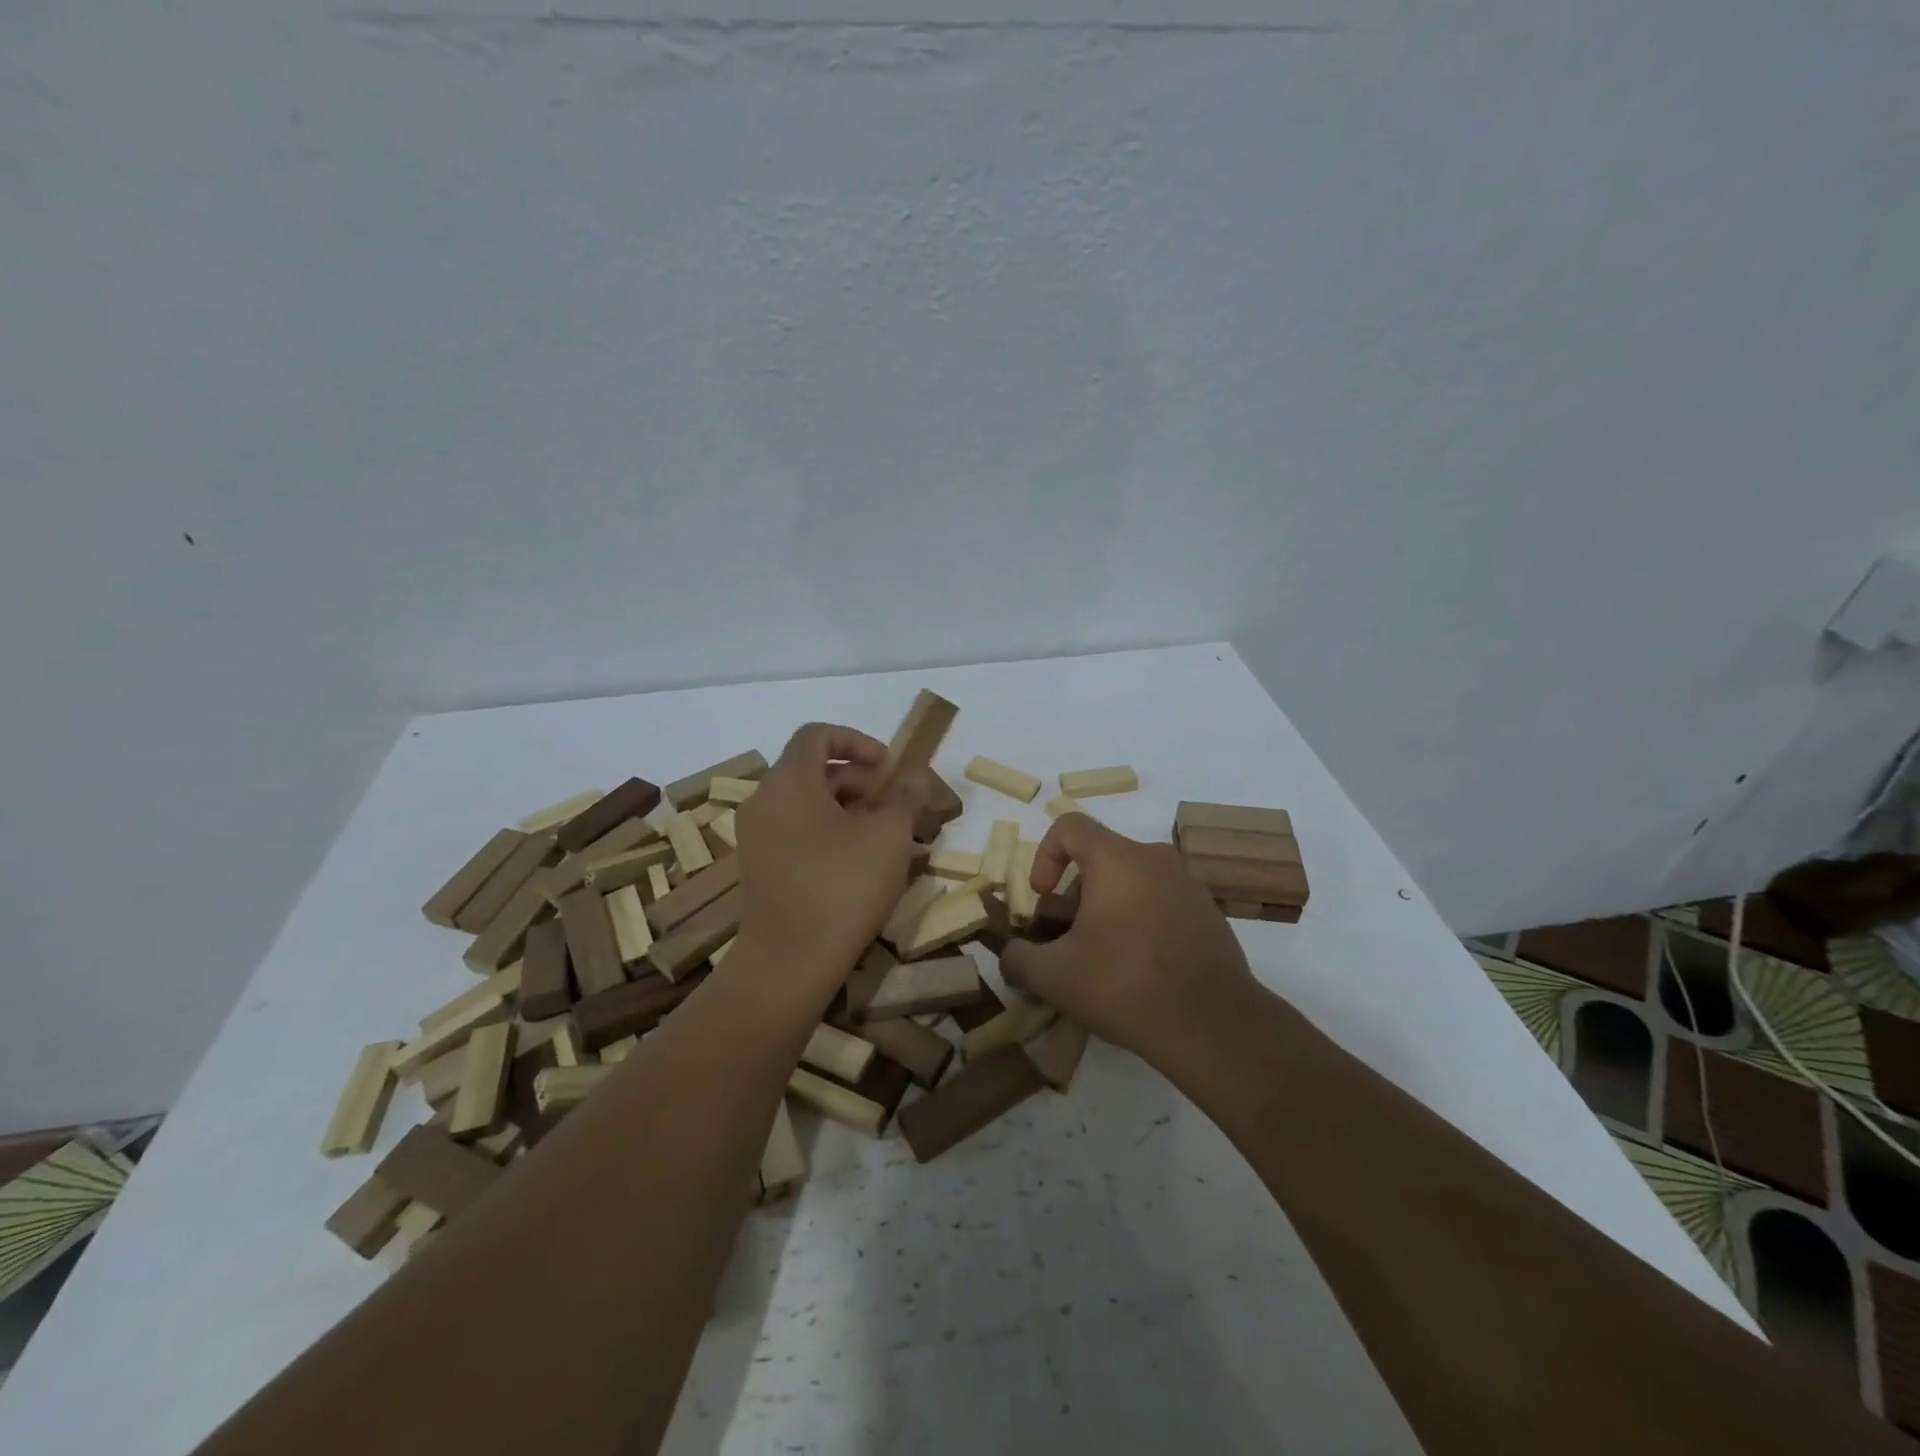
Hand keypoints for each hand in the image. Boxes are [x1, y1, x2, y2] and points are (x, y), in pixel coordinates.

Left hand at [733, 723, 928, 987]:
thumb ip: (904, 796)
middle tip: (899, 808)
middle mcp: (764, 802)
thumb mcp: (888, 835)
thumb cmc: (842, 886)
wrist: (789, 963)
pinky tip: (865, 865)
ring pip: (810, 807)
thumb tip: (913, 776)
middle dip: (862, 783)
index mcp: (789, 781)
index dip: (857, 740)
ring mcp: (758, 838)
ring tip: (891, 840)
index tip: (888, 766)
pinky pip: (799, 835)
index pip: (817, 735)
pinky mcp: (761, 870)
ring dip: (852, 812)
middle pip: (815, 772)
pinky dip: (832, 836)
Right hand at [1000, 814, 1260, 1064]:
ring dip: (1110, 907)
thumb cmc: (1125, 985)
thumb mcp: (1054, 977)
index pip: (1070, 826)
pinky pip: (1162, 900)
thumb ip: (1019, 958)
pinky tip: (1142, 967)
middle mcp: (1155, 858)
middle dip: (1076, 891)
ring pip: (1134, 879)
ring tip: (1105, 955)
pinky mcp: (1209, 912)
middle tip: (1070, 935)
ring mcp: (1188, 884)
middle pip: (1102, 856)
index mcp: (1117, 859)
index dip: (1044, 854)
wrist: (1214, 1025)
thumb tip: (1010, 954)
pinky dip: (1142, 920)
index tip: (1043, 896)